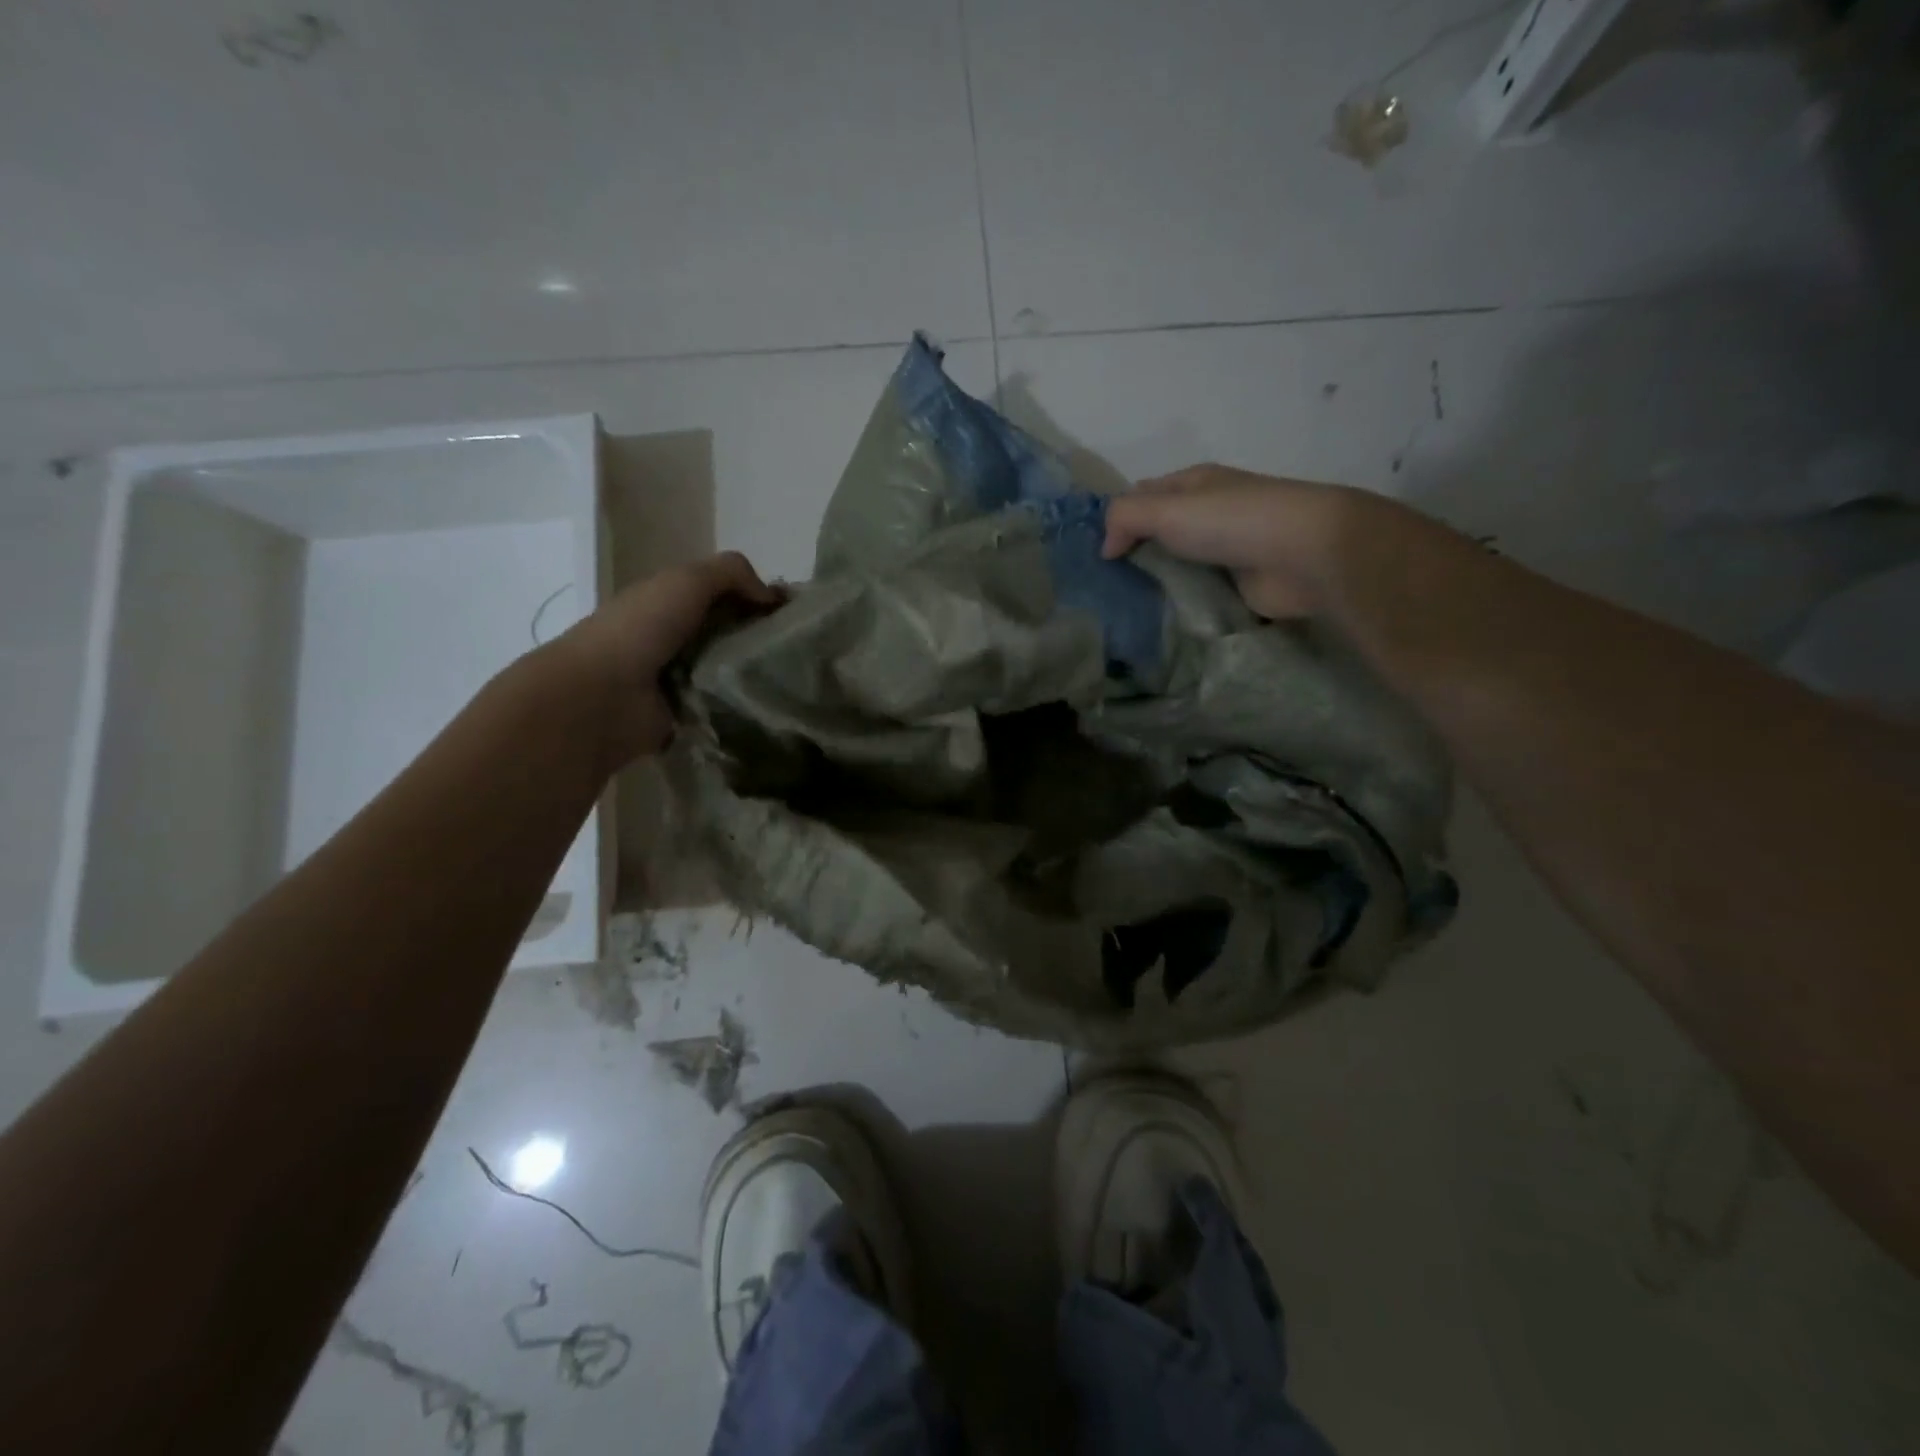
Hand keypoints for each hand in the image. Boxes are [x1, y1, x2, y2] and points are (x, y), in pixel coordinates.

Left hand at [562, 552, 778, 762]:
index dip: (760, 599)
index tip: (795, 614)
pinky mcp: (685, 715)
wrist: (600, 697)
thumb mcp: (687, 581)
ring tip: (794, 681)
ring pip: (731, 671)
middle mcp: (676, 637)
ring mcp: (679, 679)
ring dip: (756, 675)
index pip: (726, 595)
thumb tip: (771, 597)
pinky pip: (723, 707)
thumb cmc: (641, 629)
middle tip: (803, 651)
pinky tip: (770, 706)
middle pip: (732, 634)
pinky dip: (743, 706)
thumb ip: (731, 574)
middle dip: (764, 639)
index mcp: (671, 601)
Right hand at [1102, 464, 1355, 619]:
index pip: (1144, 495)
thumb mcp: (1166, 509)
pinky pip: (1199, 595)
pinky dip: (1181, 607)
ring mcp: (1226, 551)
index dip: (1118, 517)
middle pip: (1160, 534)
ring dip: (1155, 585)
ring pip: (1178, 567)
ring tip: (1120, 610)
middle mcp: (1209, 514)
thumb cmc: (1232, 521)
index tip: (1091, 551)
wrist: (1306, 555)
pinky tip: (1156, 623)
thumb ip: (1125, 519)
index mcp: (1194, 484)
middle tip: (1099, 587)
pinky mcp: (1238, 586)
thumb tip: (1105, 547)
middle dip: (1133, 556)